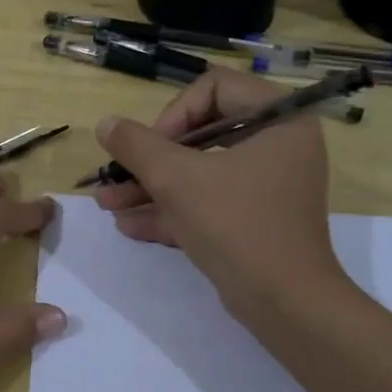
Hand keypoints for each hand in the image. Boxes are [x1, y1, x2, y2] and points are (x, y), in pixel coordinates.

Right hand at [93, 66, 350, 317]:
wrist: (285, 304)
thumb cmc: (236, 225)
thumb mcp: (177, 180)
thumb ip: (137, 146)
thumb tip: (106, 124)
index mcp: (278, 119)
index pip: (214, 88)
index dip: (173, 114)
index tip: (149, 148)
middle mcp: (278, 145)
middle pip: (201, 134)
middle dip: (149, 160)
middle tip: (115, 177)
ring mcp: (267, 185)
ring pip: (200, 173)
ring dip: (151, 188)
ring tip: (107, 204)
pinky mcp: (255, 219)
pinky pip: (209, 203)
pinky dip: (173, 211)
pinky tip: (129, 225)